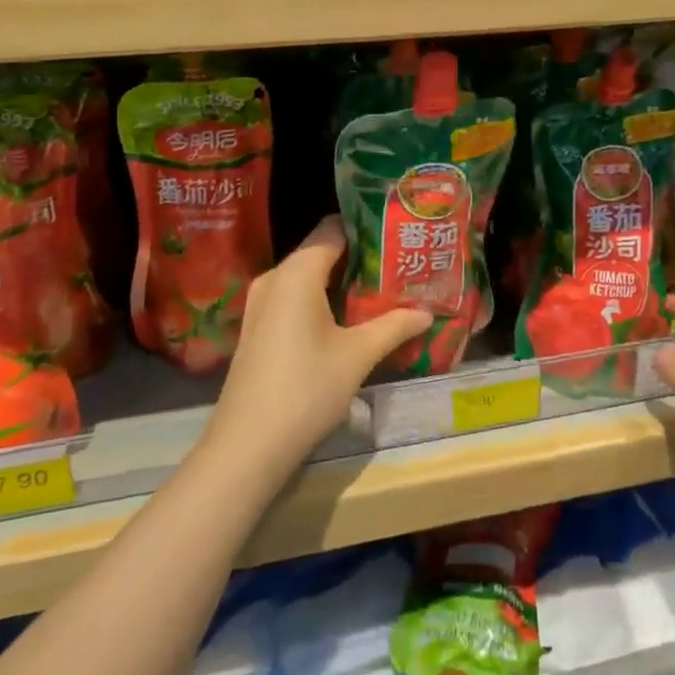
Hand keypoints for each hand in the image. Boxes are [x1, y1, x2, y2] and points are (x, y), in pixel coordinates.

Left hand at [202, 216, 430, 479]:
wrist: (247, 446)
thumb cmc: (306, 389)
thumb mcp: (358, 356)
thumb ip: (394, 326)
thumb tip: (427, 312)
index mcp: (297, 272)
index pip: (334, 229)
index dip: (367, 228)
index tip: (398, 235)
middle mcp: (275, 278)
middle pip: (321, 250)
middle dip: (360, 256)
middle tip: (399, 264)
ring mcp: (261, 304)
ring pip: (308, 277)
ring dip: (342, 281)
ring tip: (382, 289)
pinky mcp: (258, 328)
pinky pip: (295, 298)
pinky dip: (322, 299)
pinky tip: (349, 319)